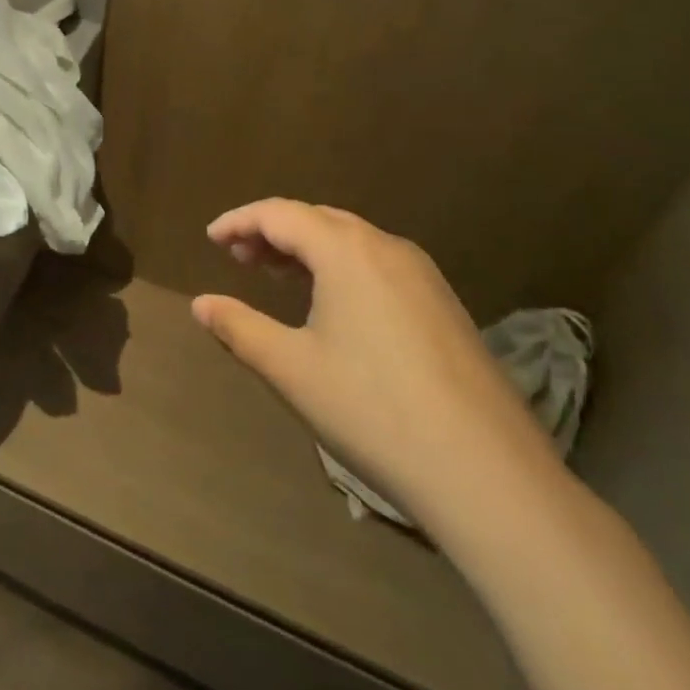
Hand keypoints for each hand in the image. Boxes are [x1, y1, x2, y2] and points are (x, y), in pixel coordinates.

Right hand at [193, 200, 562, 530]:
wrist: (489, 475)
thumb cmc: (373, 410)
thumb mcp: (291, 368)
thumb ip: (239, 327)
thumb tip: (200, 304)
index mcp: (346, 251)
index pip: (279, 214)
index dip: (239, 221)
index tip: (210, 238)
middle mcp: (387, 247)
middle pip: (317, 219)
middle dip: (272, 231)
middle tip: (238, 257)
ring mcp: (423, 275)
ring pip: (351, 240)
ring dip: (307, 248)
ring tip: (275, 274)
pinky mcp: (444, 305)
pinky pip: (378, 264)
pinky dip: (340, 267)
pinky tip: (331, 304)